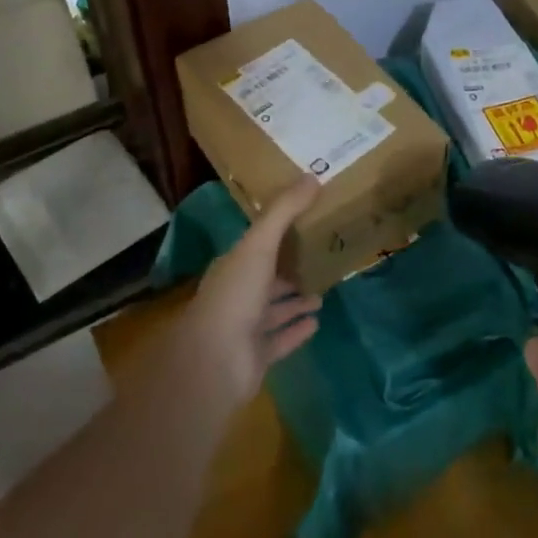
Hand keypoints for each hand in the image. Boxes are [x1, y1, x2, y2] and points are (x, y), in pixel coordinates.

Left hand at [178, 177, 323, 409]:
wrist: (215, 362)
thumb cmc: (235, 295)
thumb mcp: (260, 244)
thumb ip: (284, 212)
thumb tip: (312, 176)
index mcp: (233, 266)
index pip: (257, 244)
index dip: (277, 233)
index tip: (304, 221)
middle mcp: (238, 294)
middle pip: (267, 277)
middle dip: (289, 269)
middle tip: (319, 257)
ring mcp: (246, 327)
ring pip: (275, 309)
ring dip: (295, 300)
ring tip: (323, 290)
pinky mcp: (257, 356)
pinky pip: (281, 339)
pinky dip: (297, 330)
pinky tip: (317, 321)